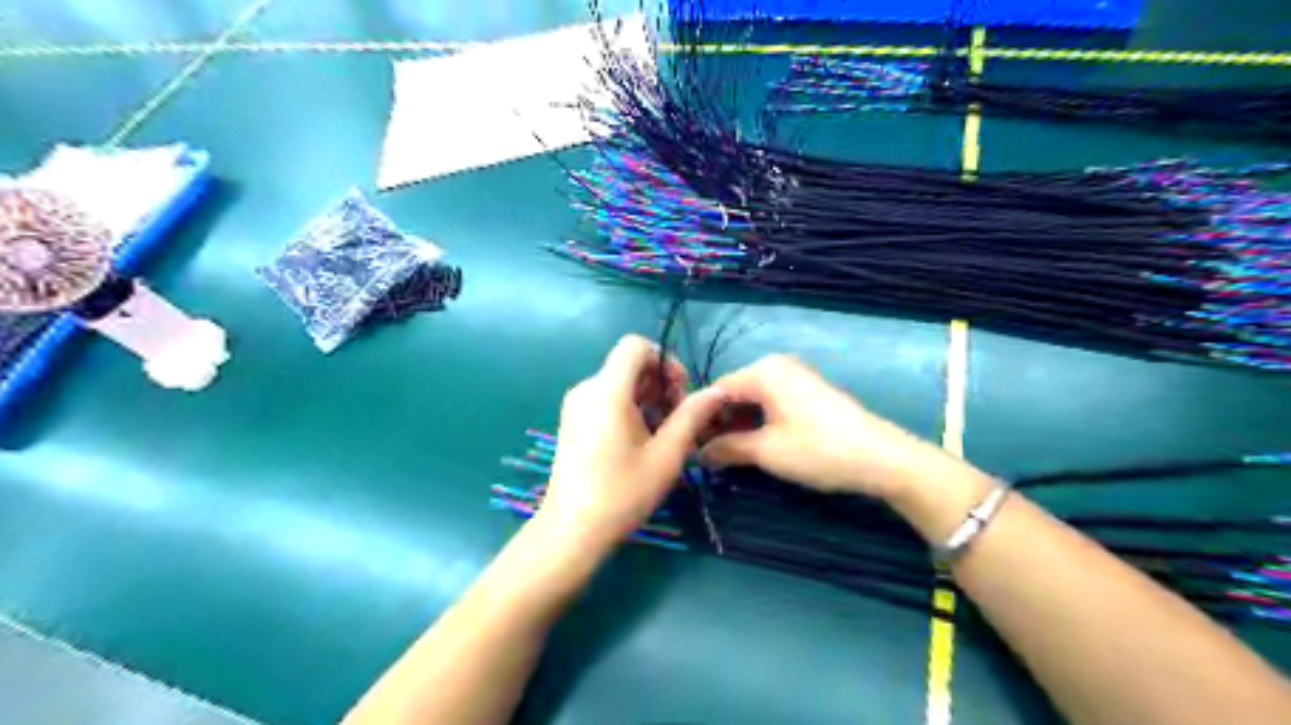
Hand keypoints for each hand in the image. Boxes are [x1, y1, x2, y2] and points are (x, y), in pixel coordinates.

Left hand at [539, 338, 724, 550]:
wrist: (571, 530)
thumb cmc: (622, 492)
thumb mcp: (666, 455)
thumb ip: (692, 416)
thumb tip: (718, 390)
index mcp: (607, 389)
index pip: (635, 345)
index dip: (664, 360)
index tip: (678, 394)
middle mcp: (587, 388)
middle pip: (629, 365)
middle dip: (659, 384)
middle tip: (676, 423)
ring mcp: (575, 405)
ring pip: (619, 383)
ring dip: (646, 399)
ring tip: (660, 437)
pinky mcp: (572, 421)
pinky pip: (605, 399)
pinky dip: (627, 409)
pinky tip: (637, 443)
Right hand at [698, 354, 956, 504]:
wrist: (882, 459)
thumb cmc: (818, 449)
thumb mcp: (766, 451)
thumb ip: (727, 448)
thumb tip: (698, 453)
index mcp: (764, 370)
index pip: (716, 390)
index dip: (699, 419)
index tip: (687, 446)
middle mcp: (778, 366)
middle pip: (735, 393)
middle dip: (719, 424)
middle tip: (705, 456)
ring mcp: (796, 378)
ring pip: (753, 400)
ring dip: (739, 426)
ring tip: (726, 456)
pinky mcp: (809, 394)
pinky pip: (772, 404)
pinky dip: (759, 423)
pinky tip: (753, 446)